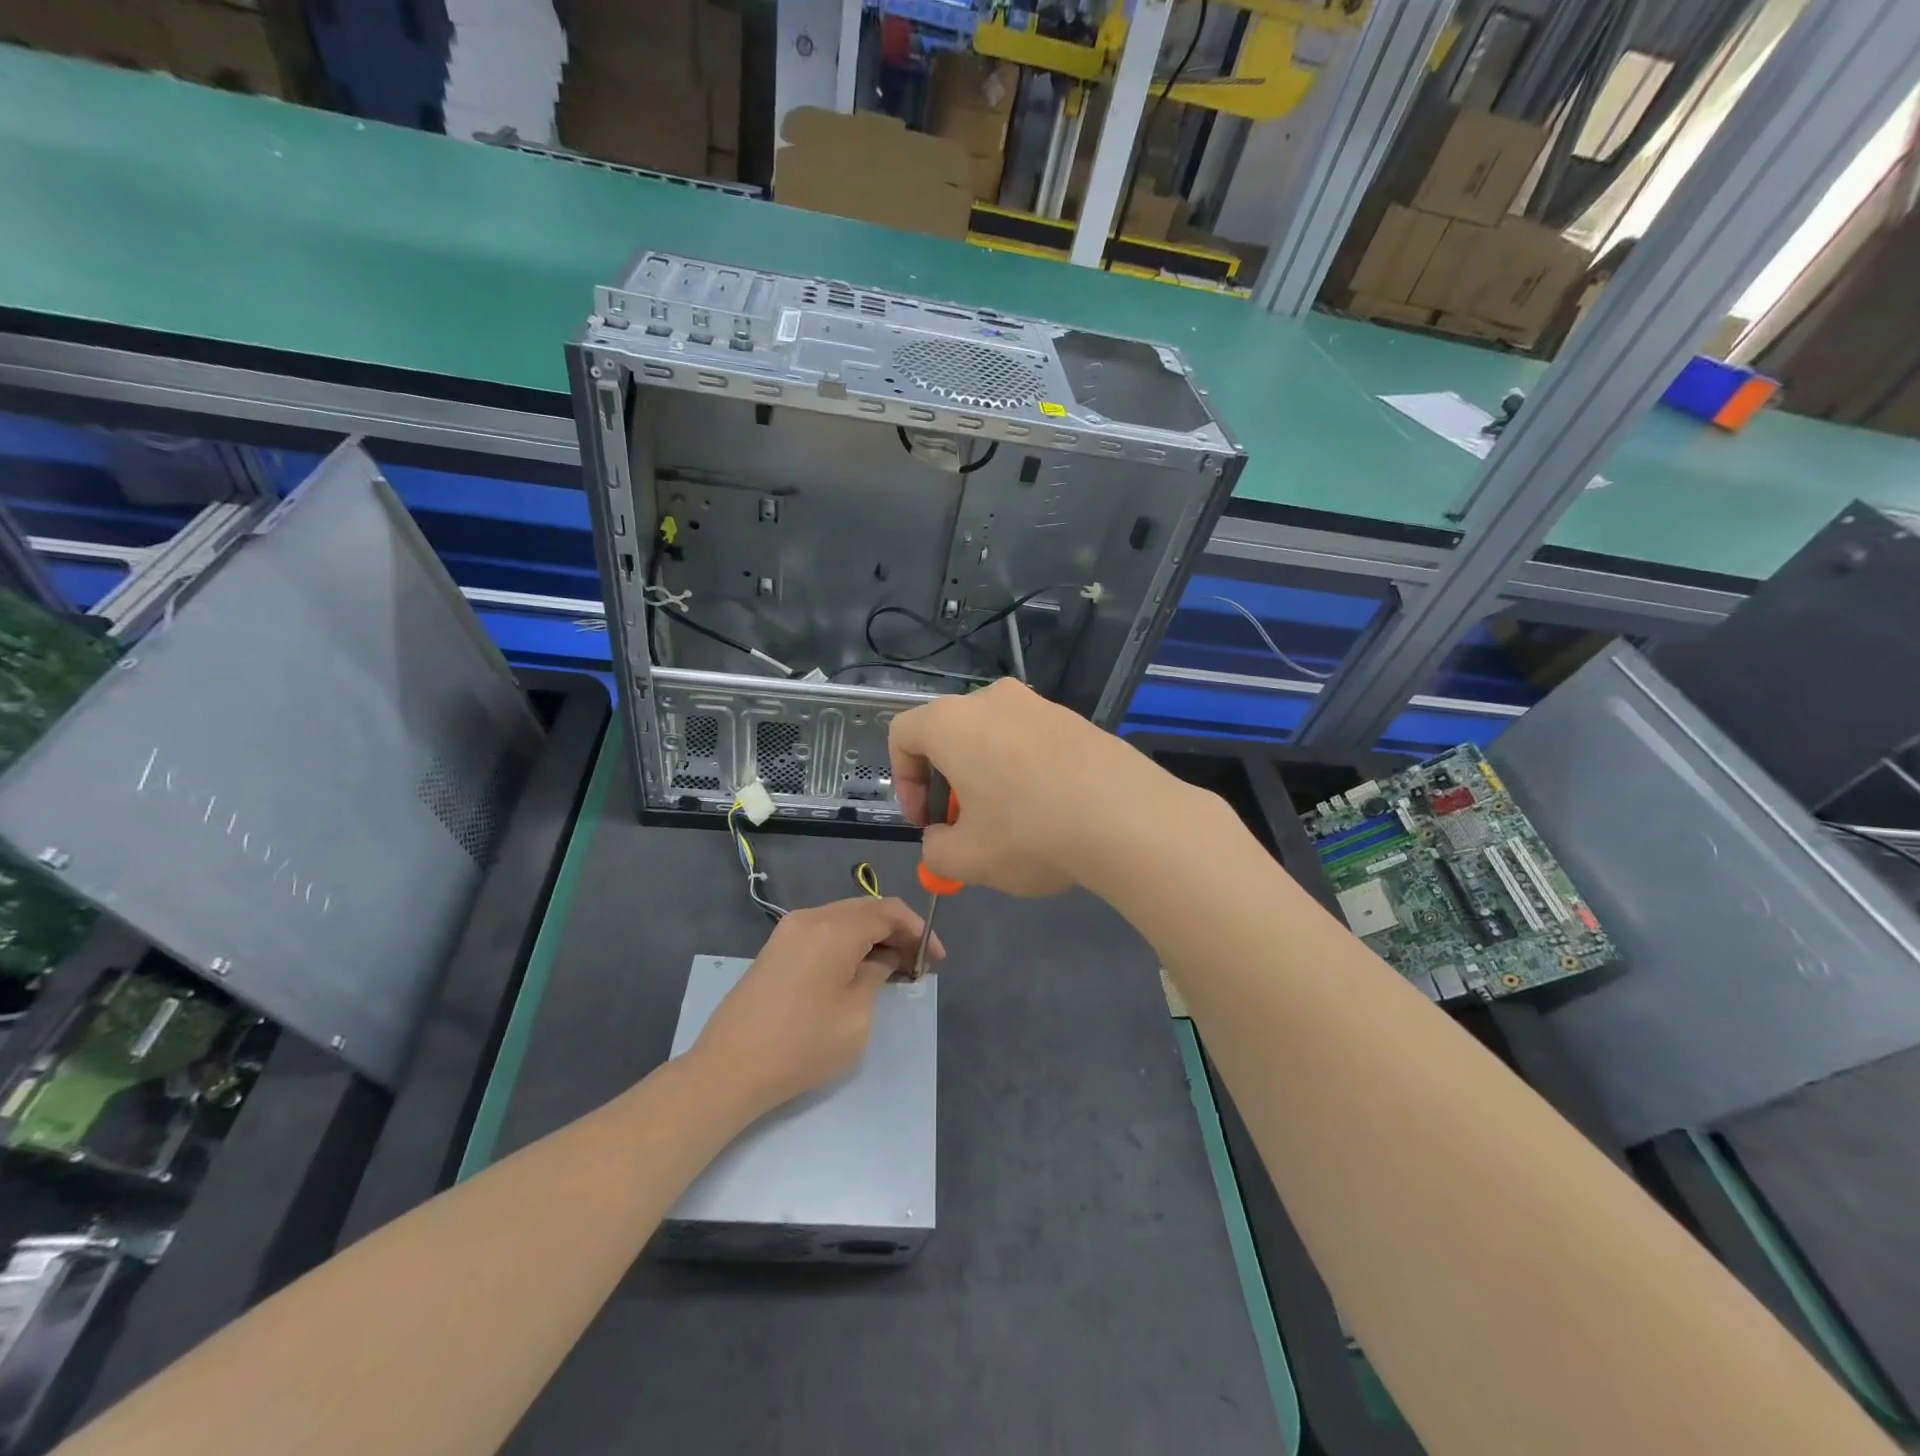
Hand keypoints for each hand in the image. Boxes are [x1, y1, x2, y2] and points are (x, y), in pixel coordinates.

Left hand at [687, 897, 942, 1119]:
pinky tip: (860, 969)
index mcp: (833, 928)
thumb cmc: (801, 1046)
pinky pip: (824, 931)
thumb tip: (883, 959)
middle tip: (918, 964)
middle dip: (898, 931)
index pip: (888, 911)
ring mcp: (789, 930)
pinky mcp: (777, 947)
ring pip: (845, 918)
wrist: (728, 1070)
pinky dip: (849, 942)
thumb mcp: (856, 1015)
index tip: (937, 958)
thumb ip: (877, 975)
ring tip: (894, 968)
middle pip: (866, 909)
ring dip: (873, 936)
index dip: (919, 930)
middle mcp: (811, 917)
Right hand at [887, 679, 1205, 897]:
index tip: (926, 822)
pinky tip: (1050, 813)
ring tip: (1011, 825)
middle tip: (966, 828)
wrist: (1128, 819)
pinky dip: (1025, 772)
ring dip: (988, 778)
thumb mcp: (966, 859)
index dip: (903, 782)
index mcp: (952, 722)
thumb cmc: (1029, 833)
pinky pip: (1032, 743)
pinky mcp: (1076, 720)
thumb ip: (935, 850)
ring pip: (993, 739)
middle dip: (948, 784)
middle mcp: (993, 699)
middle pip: (950, 736)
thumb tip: (941, 838)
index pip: (903, 735)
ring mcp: (1040, 705)